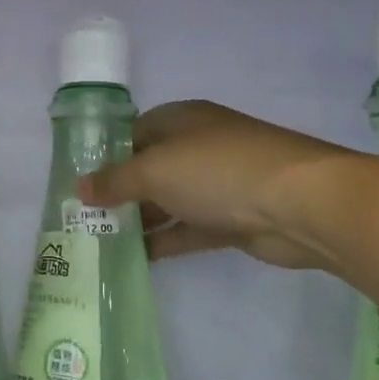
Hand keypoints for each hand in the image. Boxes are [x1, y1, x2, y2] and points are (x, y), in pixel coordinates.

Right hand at [77, 101, 349, 269]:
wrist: (300, 203)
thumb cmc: (218, 171)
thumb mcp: (155, 170)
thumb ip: (115, 181)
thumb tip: (78, 188)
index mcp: (180, 120)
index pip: (133, 133)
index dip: (106, 156)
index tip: (79, 184)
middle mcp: (198, 147)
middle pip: (150, 168)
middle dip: (120, 192)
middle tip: (84, 219)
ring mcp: (217, 184)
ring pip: (168, 201)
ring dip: (140, 220)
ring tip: (102, 242)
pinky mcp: (231, 220)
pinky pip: (189, 229)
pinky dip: (165, 241)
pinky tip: (137, 258)